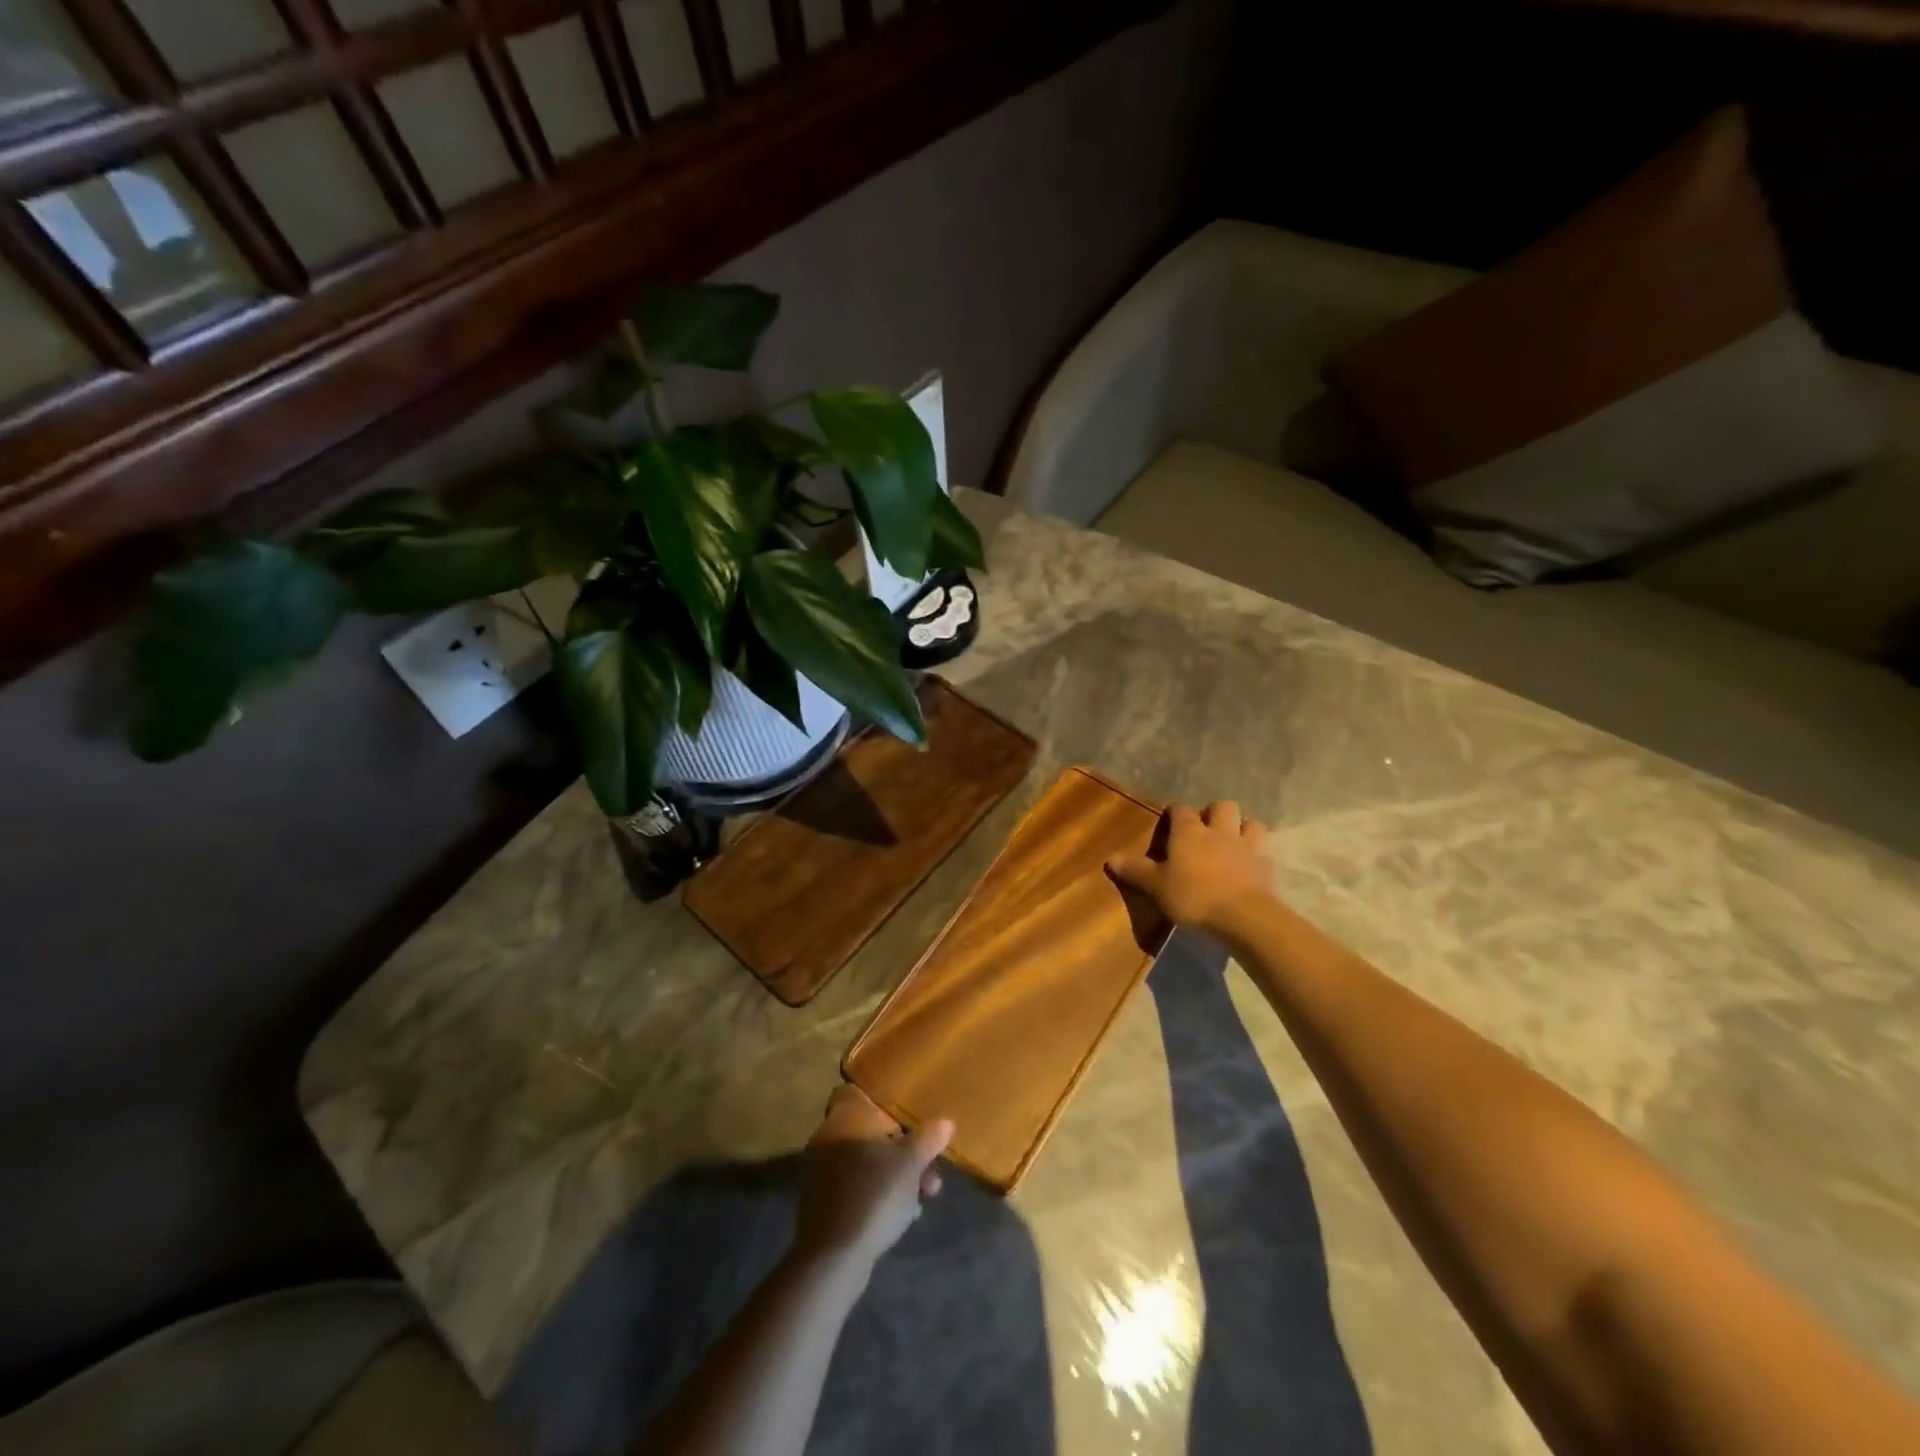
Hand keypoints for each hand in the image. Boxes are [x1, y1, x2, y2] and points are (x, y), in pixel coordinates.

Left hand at [794, 1086, 953, 1272]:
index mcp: (845, 1117)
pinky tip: (904, 1212)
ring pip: (864, 1159)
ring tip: (926, 1193)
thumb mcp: (911, 1163)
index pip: (853, 1091)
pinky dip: (877, 1190)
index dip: (879, 1099)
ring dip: (894, 1171)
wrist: (833, 1257)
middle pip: (868, 1130)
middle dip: (901, 1145)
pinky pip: (855, 1184)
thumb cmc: (874, 1195)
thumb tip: (945, 1121)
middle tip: (928, 1163)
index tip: (904, 1113)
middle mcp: (829, 1136)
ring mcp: (822, 1170)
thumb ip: (929, 1138)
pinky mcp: (822, 1201)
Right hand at [1107, 800, 1277, 937]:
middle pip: (1222, 806)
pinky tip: (1249, 866)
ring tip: (1233, 842)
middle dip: (1214, 813)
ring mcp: (1247, 845)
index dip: (1175, 813)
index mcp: (1189, 832)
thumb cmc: (1194, 897)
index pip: (1181, 809)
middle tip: (1206, 830)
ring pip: (1249, 822)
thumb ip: (1136, 871)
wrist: (1244, 917)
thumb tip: (1110, 858)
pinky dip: (1256, 853)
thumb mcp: (1157, 887)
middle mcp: (1219, 830)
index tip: (1170, 821)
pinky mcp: (1267, 865)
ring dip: (1241, 827)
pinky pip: (1263, 849)